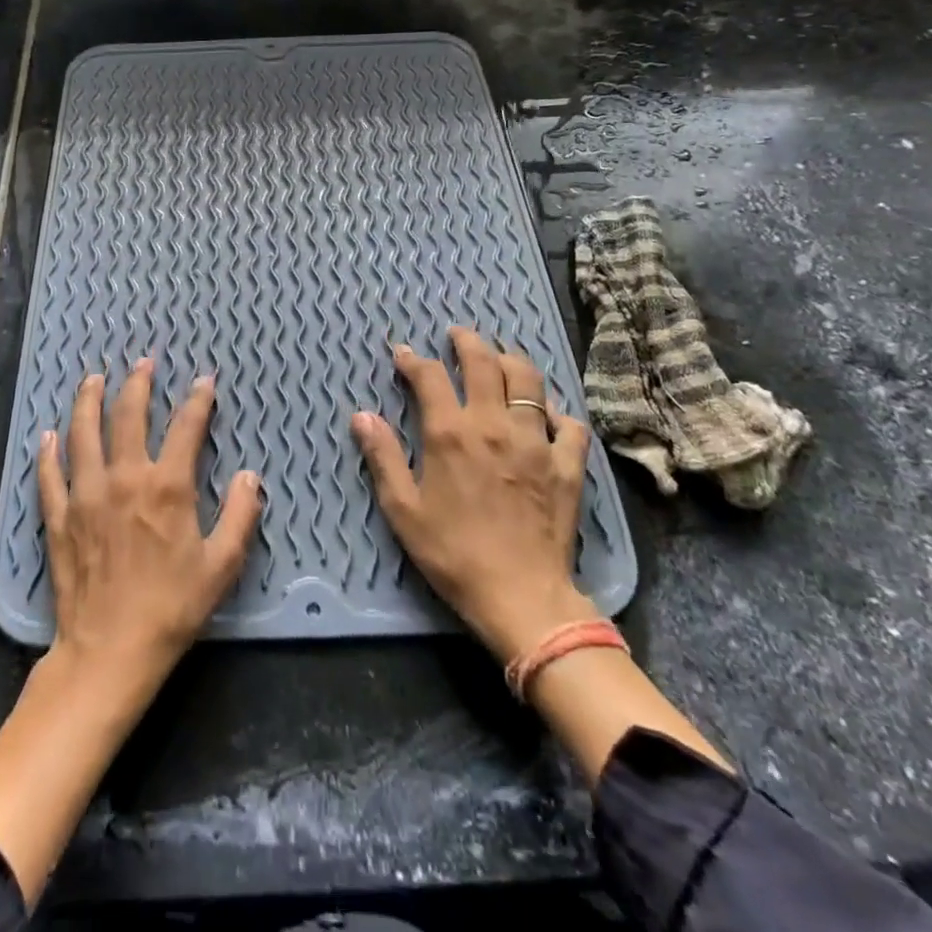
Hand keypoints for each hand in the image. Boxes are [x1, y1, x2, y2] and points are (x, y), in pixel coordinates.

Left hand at [41, 358, 263, 699]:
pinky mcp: (59, 518)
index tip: (204, 382)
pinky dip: (48, 453)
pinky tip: (48, 435)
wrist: (110, 651)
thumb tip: (249, 475)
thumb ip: (240, 515)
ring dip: (89, 401)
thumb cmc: (172, 607)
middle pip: (128, 416)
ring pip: (83, 434)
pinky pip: (50, 475)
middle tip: (143, 363)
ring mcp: (86, 495)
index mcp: (166, 486)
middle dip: (138, 384)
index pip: (185, 428)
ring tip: (93, 378)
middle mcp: (124, 478)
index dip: (198, 400)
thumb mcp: (221, 565)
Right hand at [352, 327, 595, 664]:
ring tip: (501, 355)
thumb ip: (383, 456)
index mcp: (451, 433)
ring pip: (530, 380)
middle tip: (457, 334)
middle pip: (484, 362)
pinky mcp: (567, 464)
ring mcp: (536, 441)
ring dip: (512, 359)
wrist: (522, 597)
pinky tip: (548, 413)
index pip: (429, 376)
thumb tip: (361, 415)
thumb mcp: (403, 510)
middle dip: (467, 341)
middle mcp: (494, 424)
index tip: (402, 353)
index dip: (412, 359)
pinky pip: (569, 423)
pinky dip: (557, 411)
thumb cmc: (453, 554)